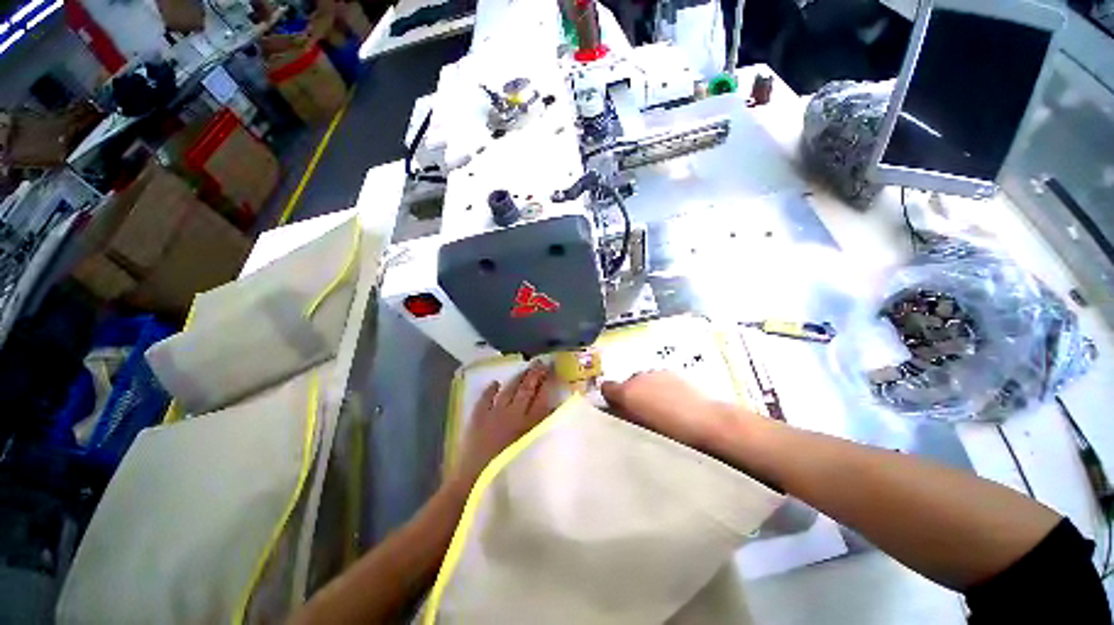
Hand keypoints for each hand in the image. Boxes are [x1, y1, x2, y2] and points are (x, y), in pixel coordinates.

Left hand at [452, 361, 554, 489]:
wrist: (475, 483)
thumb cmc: (509, 472)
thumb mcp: (533, 452)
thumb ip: (543, 430)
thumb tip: (553, 411)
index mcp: (529, 423)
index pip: (541, 397)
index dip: (546, 382)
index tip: (551, 371)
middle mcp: (513, 413)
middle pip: (526, 389)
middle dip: (534, 374)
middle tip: (540, 363)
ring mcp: (494, 413)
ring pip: (508, 390)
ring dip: (517, 378)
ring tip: (524, 368)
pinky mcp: (478, 417)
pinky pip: (485, 398)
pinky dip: (490, 390)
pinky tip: (495, 383)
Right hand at [601, 371, 749, 453]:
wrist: (706, 422)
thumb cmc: (670, 432)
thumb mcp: (640, 428)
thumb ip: (624, 415)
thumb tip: (615, 410)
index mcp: (626, 391)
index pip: (606, 388)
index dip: (609, 398)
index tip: (616, 409)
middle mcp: (637, 377)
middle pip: (626, 383)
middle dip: (630, 394)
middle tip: (640, 412)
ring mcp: (655, 373)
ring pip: (642, 380)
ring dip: (645, 390)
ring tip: (659, 408)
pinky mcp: (671, 373)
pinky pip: (657, 379)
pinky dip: (659, 387)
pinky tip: (672, 402)